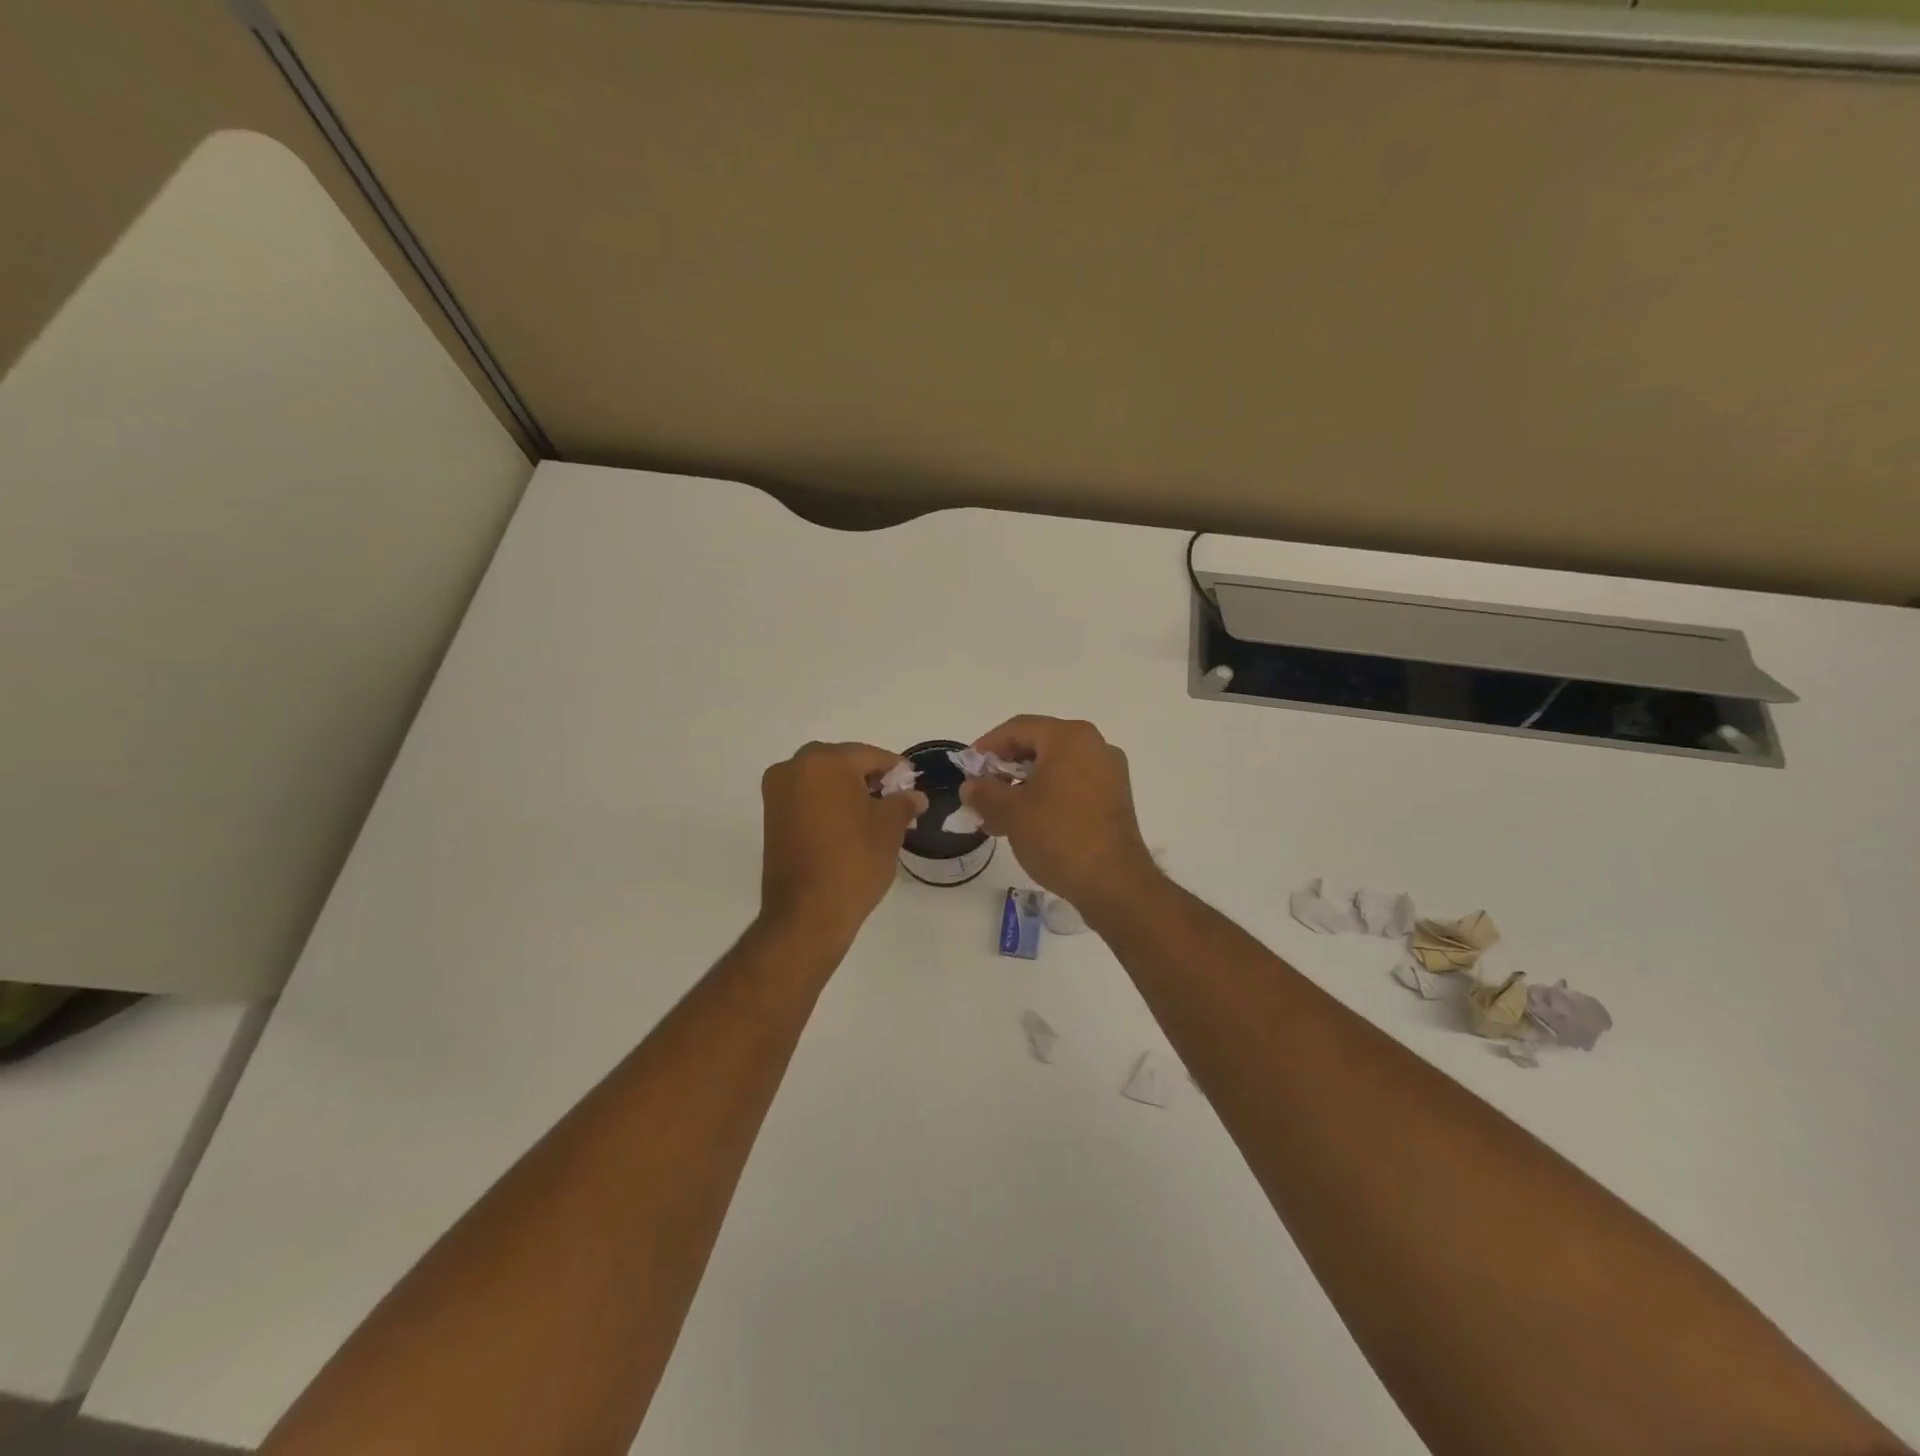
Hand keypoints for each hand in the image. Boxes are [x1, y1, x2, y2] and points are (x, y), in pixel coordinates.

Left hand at [759, 742, 925, 948]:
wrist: (808, 913)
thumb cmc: (854, 862)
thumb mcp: (889, 829)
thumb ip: (903, 803)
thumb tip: (914, 796)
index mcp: (825, 762)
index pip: (869, 755)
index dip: (895, 769)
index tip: (912, 783)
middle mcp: (794, 768)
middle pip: (842, 762)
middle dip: (868, 776)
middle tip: (893, 798)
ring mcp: (777, 792)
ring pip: (822, 778)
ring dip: (846, 789)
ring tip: (873, 814)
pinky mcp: (771, 816)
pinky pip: (806, 796)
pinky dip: (827, 803)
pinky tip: (848, 823)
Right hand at [959, 716, 1161, 920]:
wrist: (1114, 883)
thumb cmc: (1058, 836)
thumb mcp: (1011, 813)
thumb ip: (984, 793)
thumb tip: (971, 786)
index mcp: (1070, 738)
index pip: (1018, 728)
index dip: (987, 746)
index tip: (967, 769)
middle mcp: (1094, 746)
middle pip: (1038, 746)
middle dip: (1004, 769)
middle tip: (981, 793)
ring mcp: (1109, 773)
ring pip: (1054, 769)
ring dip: (1023, 787)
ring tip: (997, 816)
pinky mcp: (1114, 799)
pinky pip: (1072, 786)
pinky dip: (1046, 797)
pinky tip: (1026, 824)